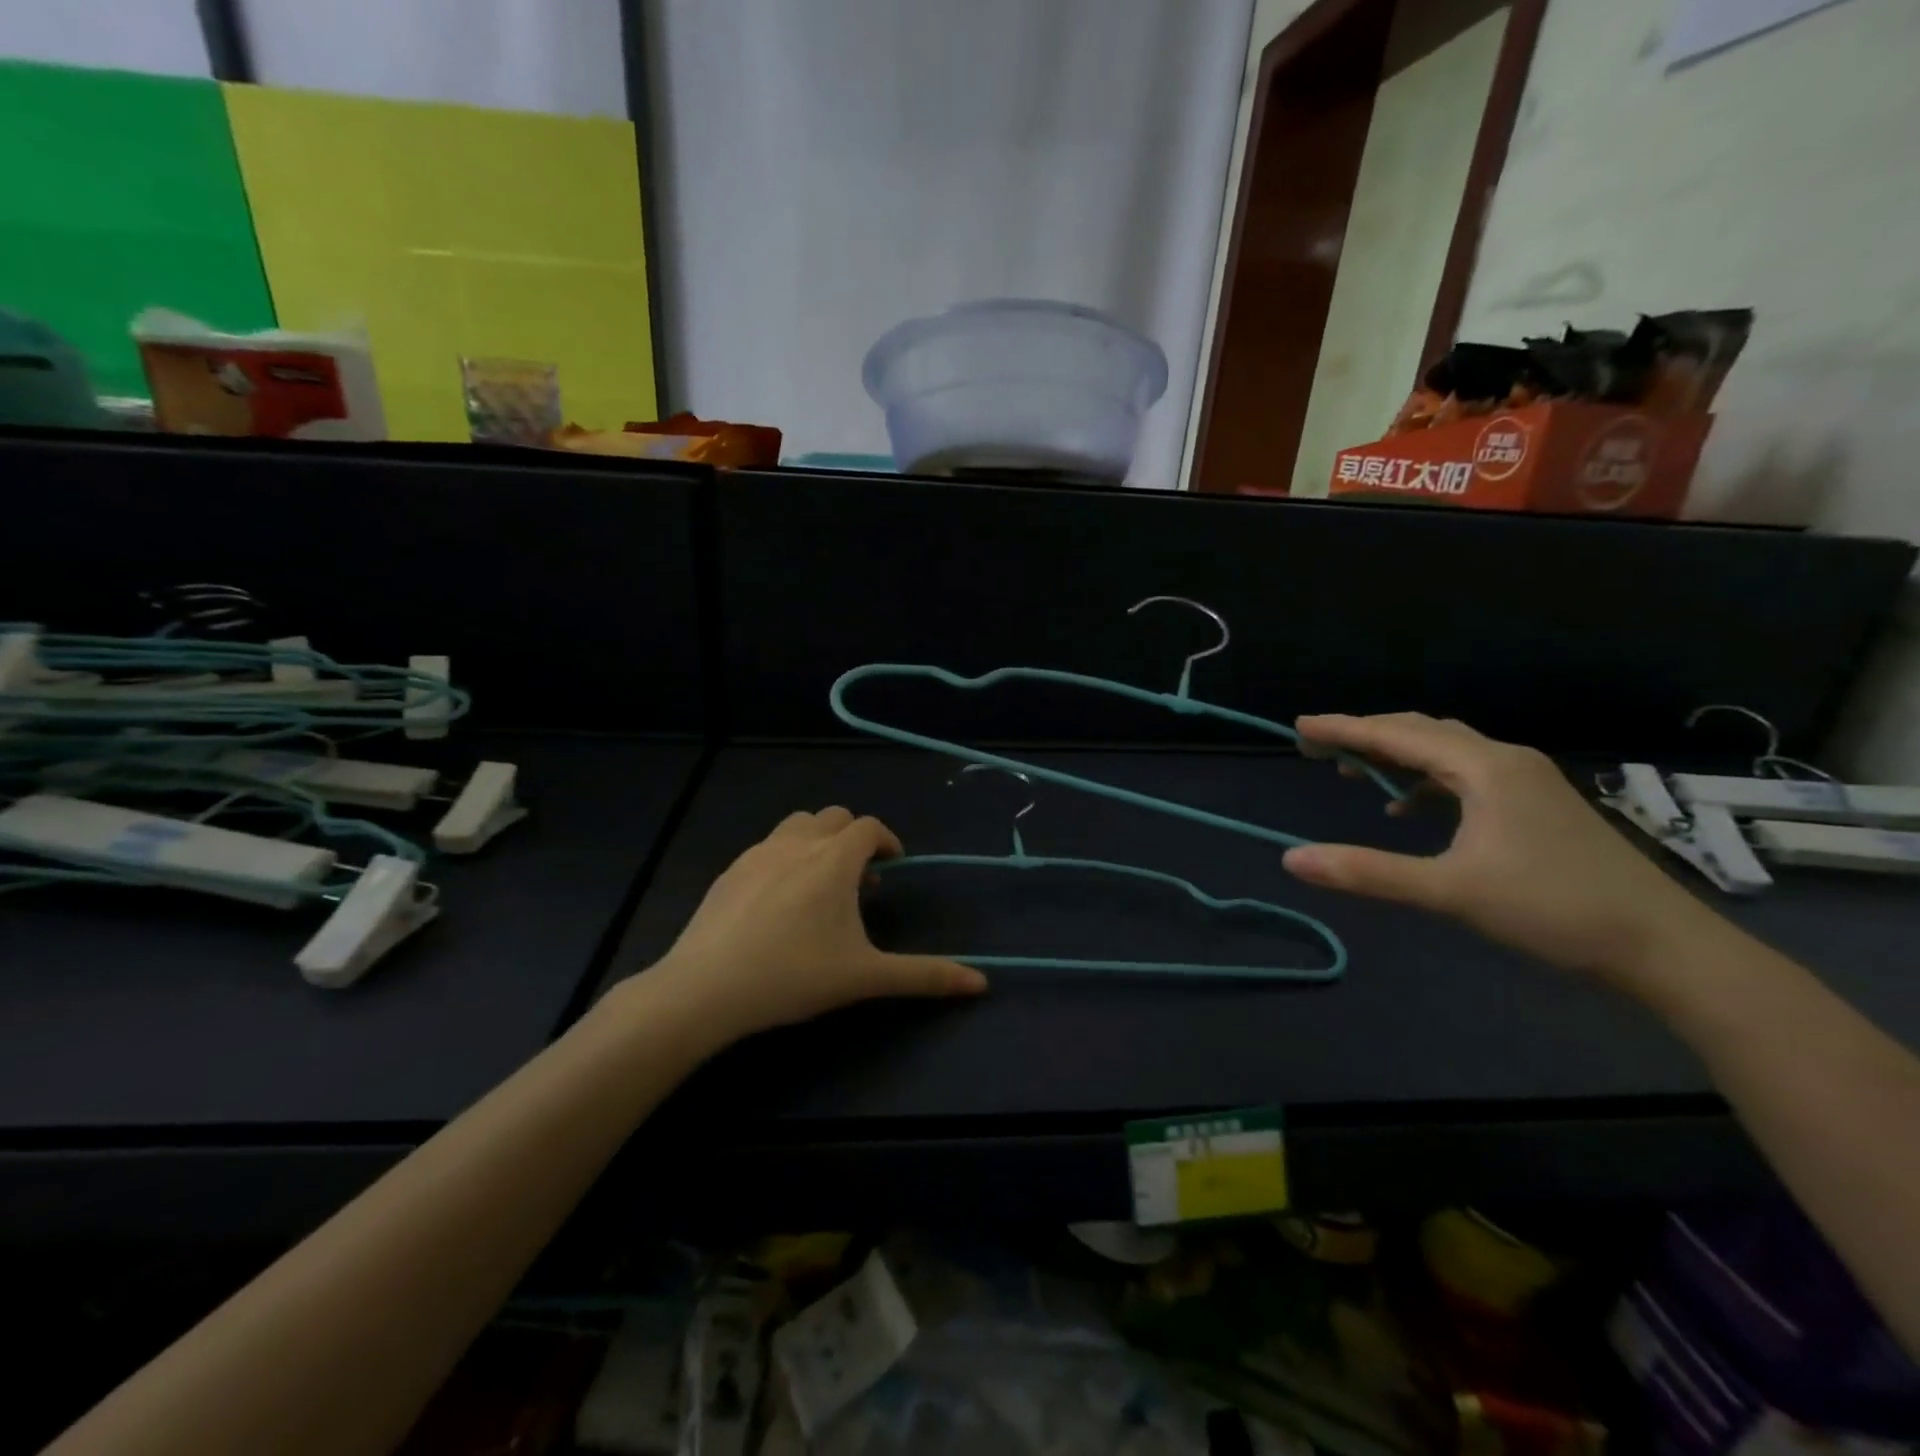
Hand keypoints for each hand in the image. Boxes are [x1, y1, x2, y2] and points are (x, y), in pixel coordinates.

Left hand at [638, 807, 986, 1042]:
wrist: (705, 989)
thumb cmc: (793, 976)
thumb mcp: (865, 977)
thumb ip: (924, 976)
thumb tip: (981, 984)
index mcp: (833, 859)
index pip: (868, 827)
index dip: (887, 841)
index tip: (893, 867)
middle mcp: (797, 844)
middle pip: (833, 817)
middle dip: (853, 838)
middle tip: (861, 879)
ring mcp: (757, 854)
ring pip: (796, 825)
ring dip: (818, 841)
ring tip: (821, 884)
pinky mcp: (729, 871)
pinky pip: (767, 847)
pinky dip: (786, 857)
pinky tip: (779, 901)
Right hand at [1282, 713, 1718, 983]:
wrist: (1664, 946)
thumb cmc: (1554, 910)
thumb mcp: (1451, 891)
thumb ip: (1368, 872)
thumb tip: (1292, 859)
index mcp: (1485, 768)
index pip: (1398, 735)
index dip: (1344, 729)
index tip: (1299, 727)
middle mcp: (1505, 760)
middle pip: (1422, 732)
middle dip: (1366, 735)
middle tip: (1318, 748)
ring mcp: (1526, 781)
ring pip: (1446, 752)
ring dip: (1396, 756)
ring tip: (1353, 770)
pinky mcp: (1535, 804)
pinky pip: (1466, 775)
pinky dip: (1426, 781)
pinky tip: (1409, 807)